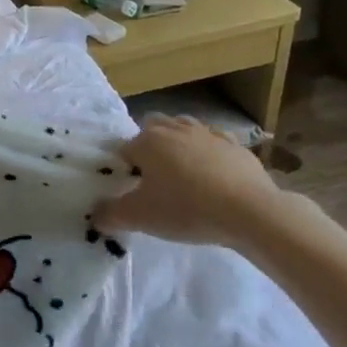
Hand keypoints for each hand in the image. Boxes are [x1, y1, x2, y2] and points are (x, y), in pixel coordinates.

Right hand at [94, 114, 290, 249]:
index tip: (131, 191)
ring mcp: (209, 135)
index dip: (124, 170)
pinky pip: (214, 144)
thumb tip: (95, 214)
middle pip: (153, 130)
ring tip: (181, 175)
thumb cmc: (186, 209)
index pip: (124, 149)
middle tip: (153, 180)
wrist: (250, 212)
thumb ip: (109, 214)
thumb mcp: (138, 217)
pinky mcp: (237, 147)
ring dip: (178, 146)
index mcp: (148, 141)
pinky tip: (212, 177)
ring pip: (184, 130)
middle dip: (149, 149)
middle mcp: (176, 129)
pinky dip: (208, 155)